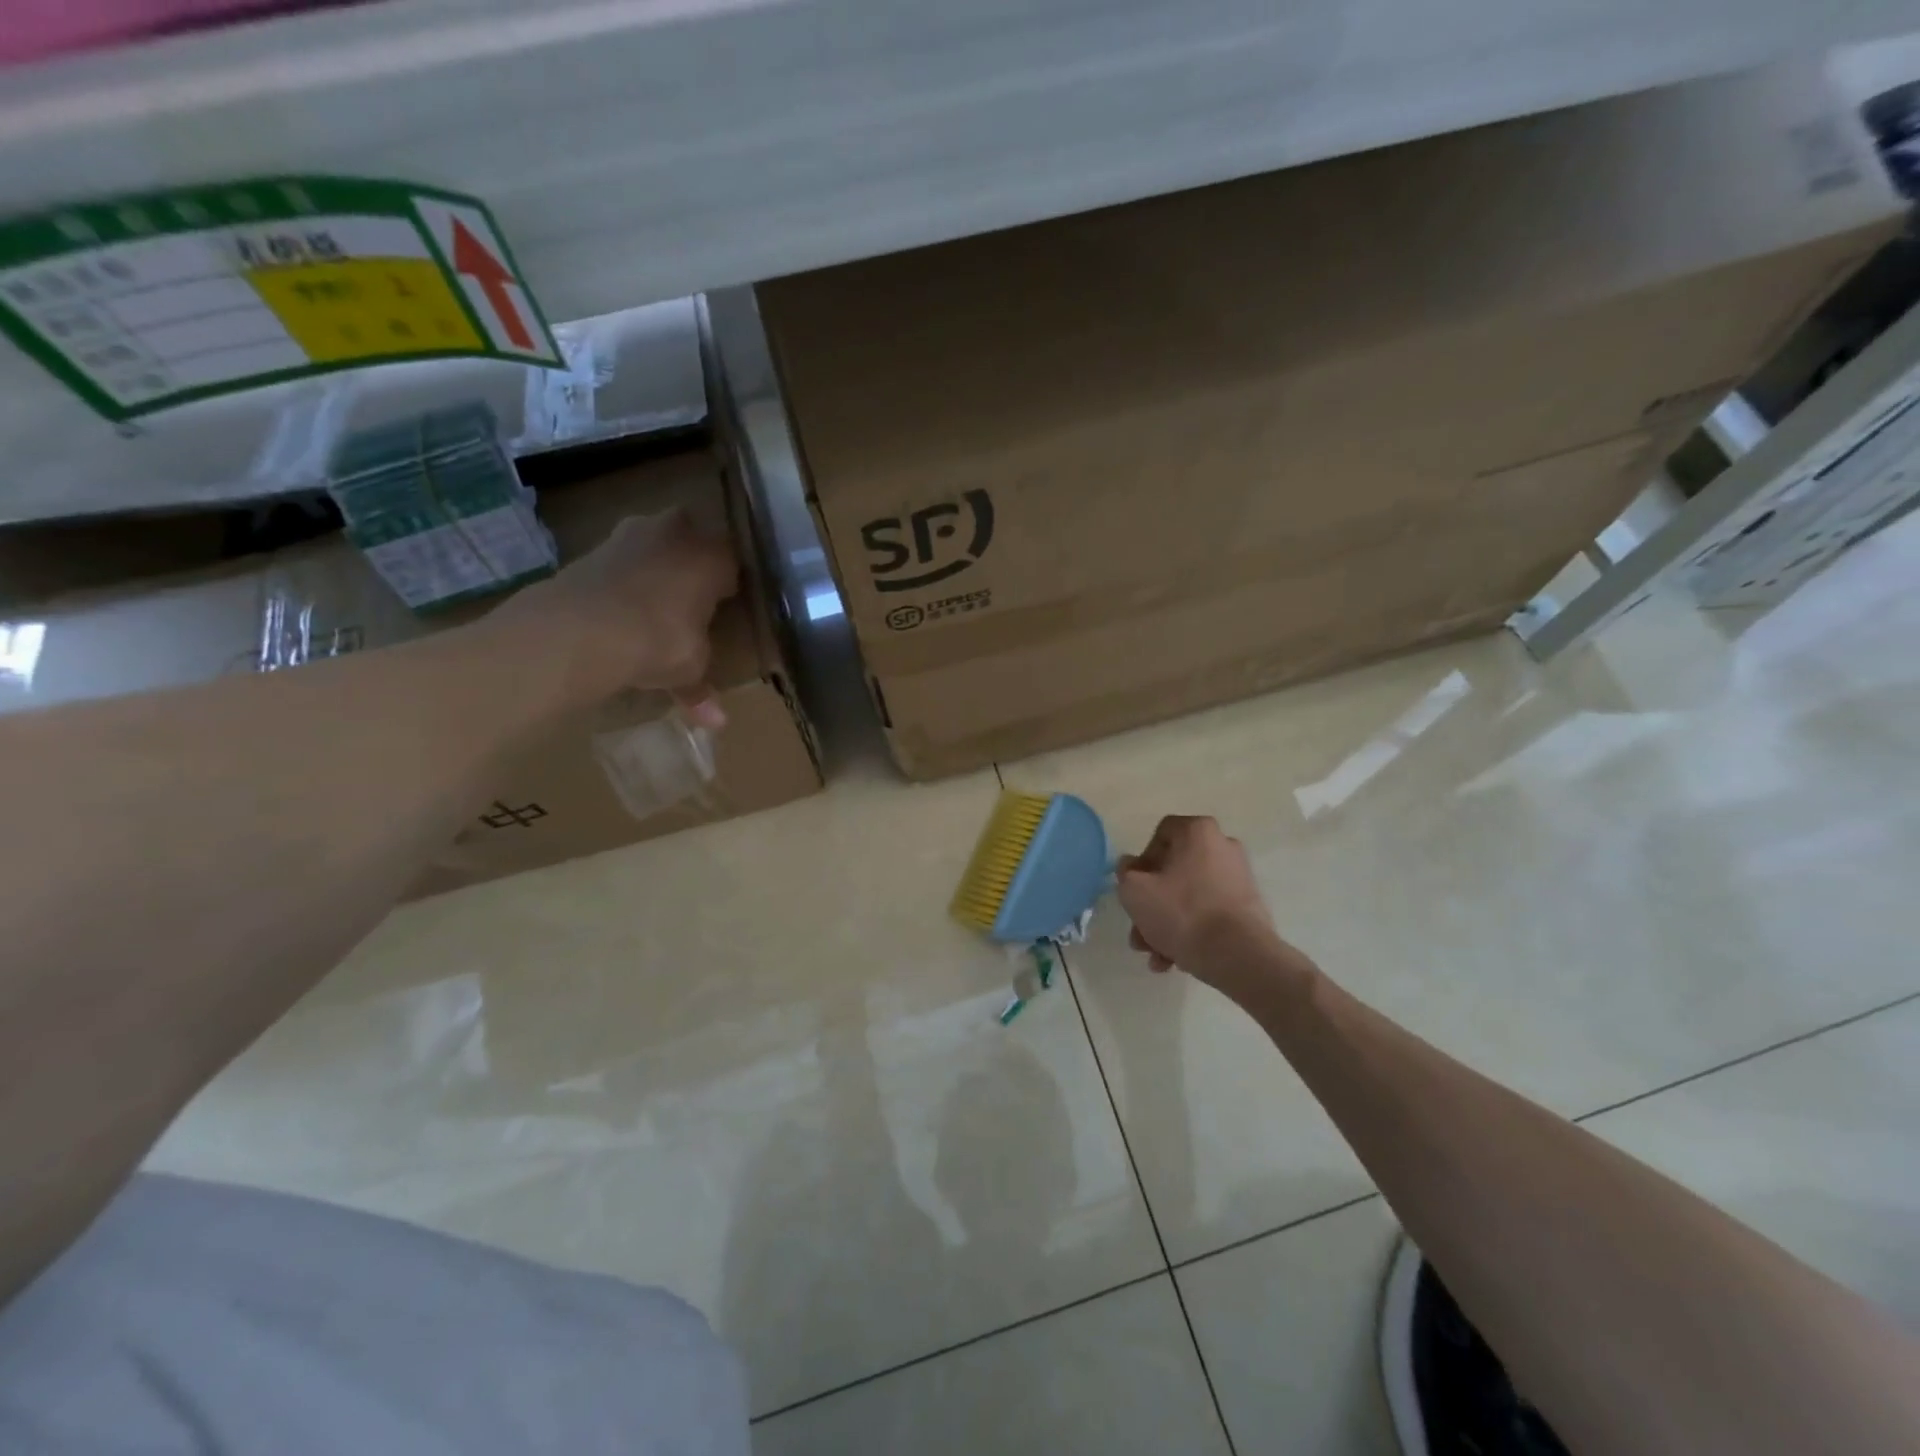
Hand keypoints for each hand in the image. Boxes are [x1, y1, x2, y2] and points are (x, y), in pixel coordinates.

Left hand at [490, 509, 738, 722]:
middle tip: (691, 601)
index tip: (726, 608)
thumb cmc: (660, 641)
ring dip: (654, 569)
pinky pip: (621, 562)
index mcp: (714, 555)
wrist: (582, 628)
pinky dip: (622, 581)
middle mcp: (678, 532)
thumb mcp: (689, 669)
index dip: (730, 586)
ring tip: (652, 606)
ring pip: (654, 547)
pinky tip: (619, 609)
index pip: (734, 563)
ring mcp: (631, 533)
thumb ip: (701, 689)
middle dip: (691, 566)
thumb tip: (717, 722)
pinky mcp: (592, 546)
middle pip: (693, 543)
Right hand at [1116, 815, 1289, 988]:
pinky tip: (1174, 960)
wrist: (1238, 955)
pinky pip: (1209, 913)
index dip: (1142, 861)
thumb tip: (1131, 868)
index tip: (1134, 887)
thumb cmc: (1181, 912)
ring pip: (1190, 897)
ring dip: (1167, 924)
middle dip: (1152, 904)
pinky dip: (1191, 931)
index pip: (1161, 834)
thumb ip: (1125, 873)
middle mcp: (1223, 846)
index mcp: (1198, 831)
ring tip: (1155, 955)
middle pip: (1174, 872)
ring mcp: (1239, 878)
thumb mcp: (1135, 891)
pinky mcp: (1248, 908)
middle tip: (1139, 930)